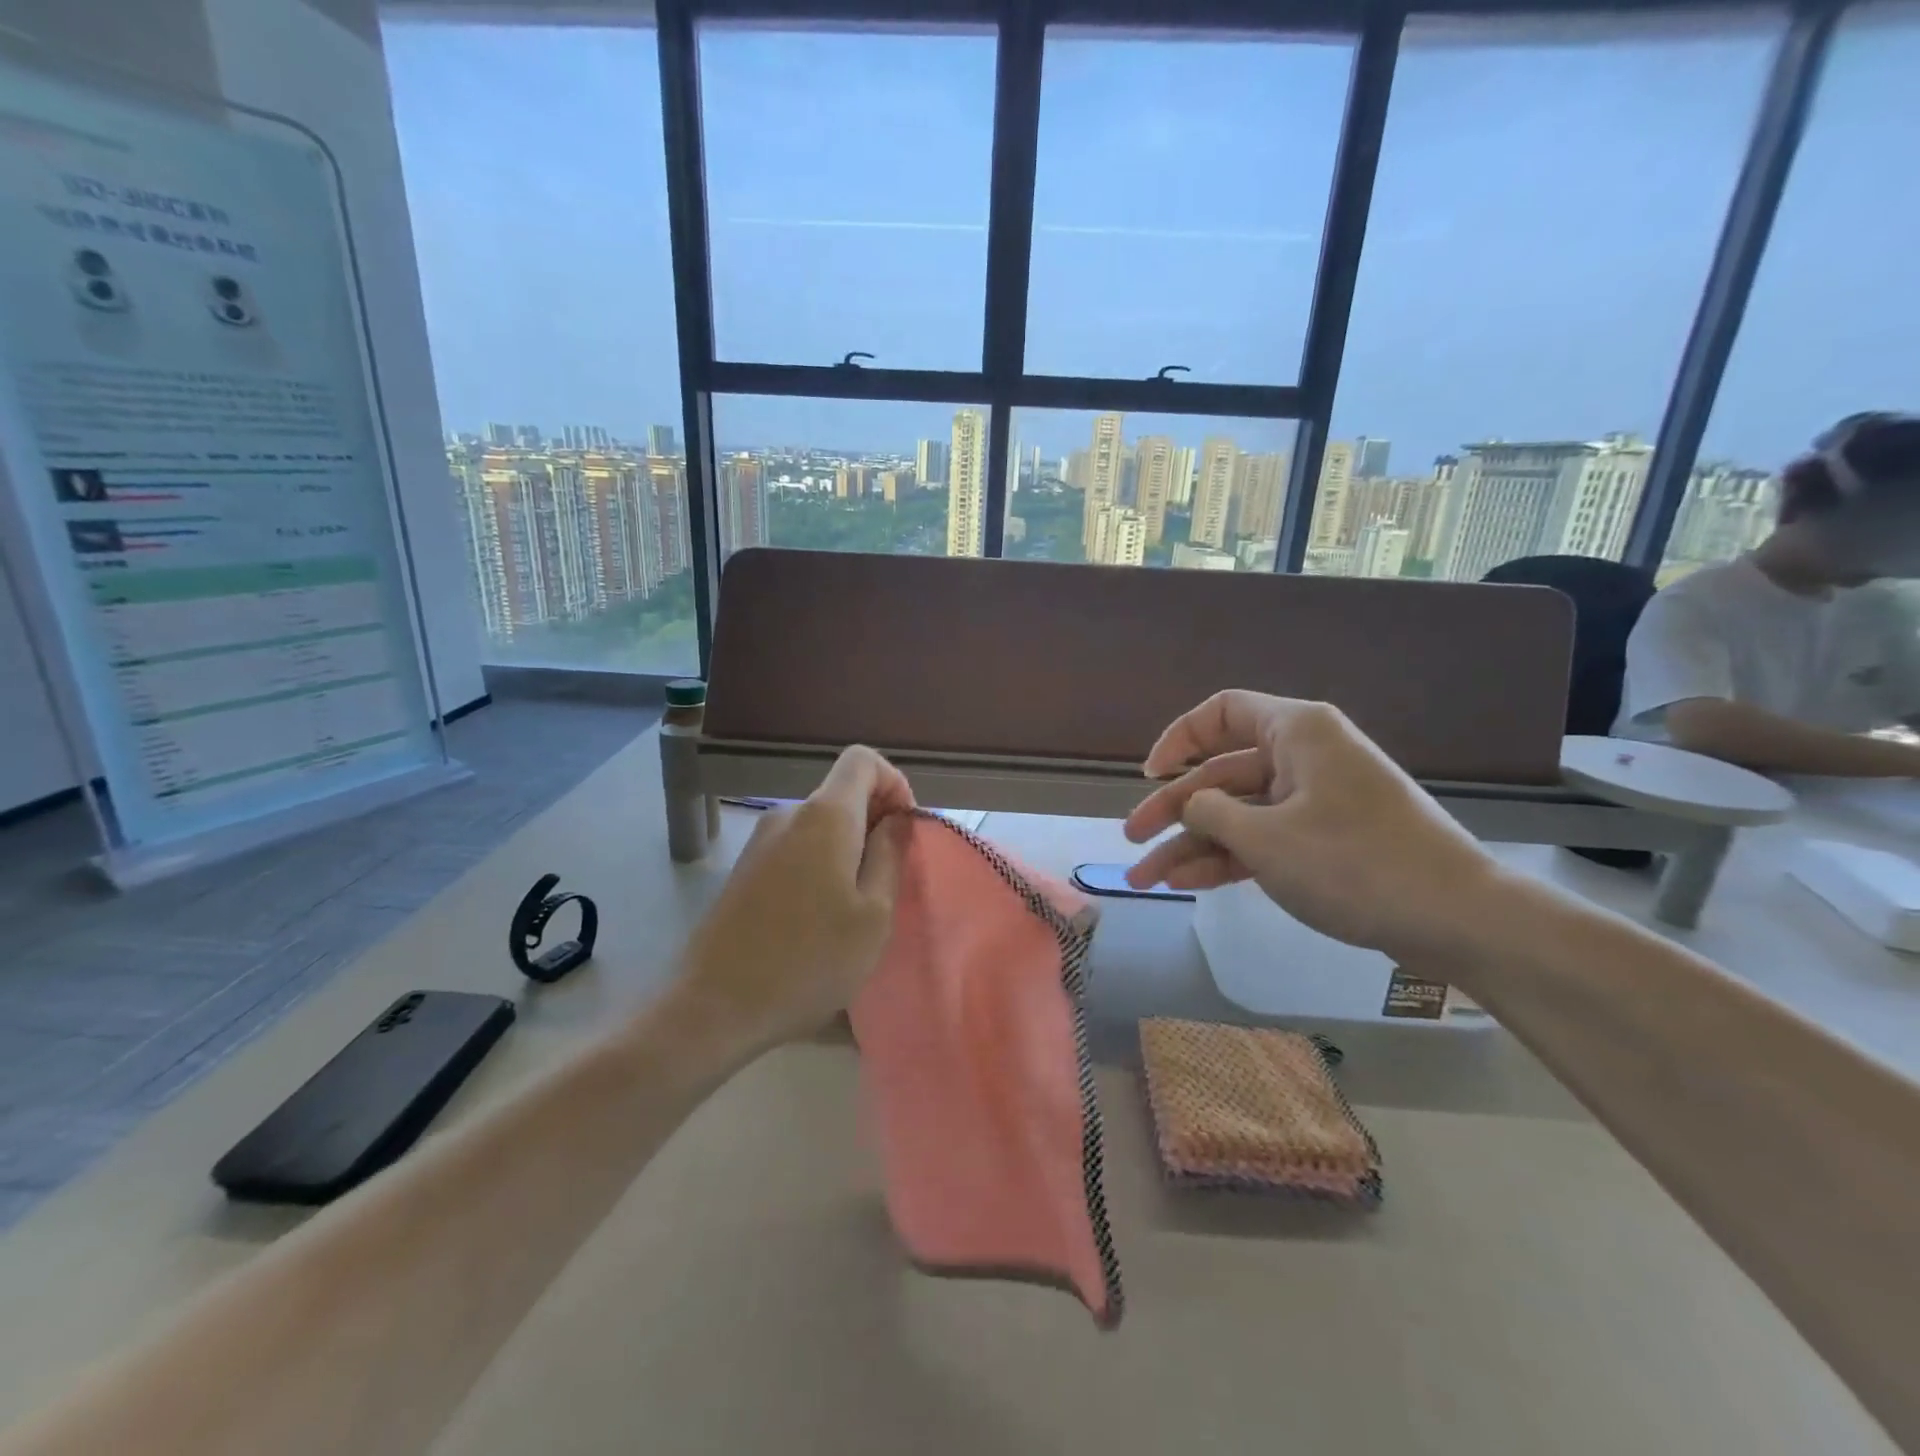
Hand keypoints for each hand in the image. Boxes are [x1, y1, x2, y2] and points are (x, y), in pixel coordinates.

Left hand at [672, 746, 914, 1057]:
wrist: (714, 1006)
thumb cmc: (809, 960)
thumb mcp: (873, 915)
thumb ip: (891, 855)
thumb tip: (897, 819)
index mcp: (825, 816)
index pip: (862, 759)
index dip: (894, 782)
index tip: (906, 829)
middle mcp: (788, 815)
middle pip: (842, 793)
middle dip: (875, 822)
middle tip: (890, 879)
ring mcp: (760, 841)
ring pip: (820, 825)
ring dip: (848, 848)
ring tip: (857, 906)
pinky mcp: (744, 869)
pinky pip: (796, 848)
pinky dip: (820, 864)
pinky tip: (820, 918)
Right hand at [1123, 692, 1502, 960]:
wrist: (1457, 919)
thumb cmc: (1354, 863)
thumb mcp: (1266, 838)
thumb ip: (1211, 813)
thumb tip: (1191, 806)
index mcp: (1296, 732)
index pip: (1221, 712)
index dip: (1177, 740)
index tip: (1150, 777)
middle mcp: (1304, 757)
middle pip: (1221, 773)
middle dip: (1173, 810)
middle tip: (1131, 841)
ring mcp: (1316, 801)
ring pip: (1238, 813)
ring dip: (1192, 844)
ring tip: (1146, 878)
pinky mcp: (1326, 840)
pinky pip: (1264, 838)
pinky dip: (1228, 858)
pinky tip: (1187, 883)